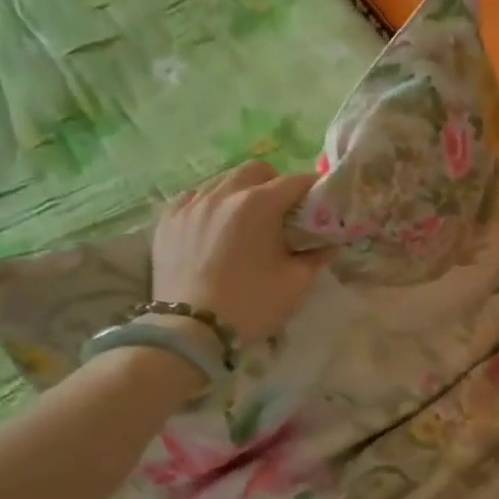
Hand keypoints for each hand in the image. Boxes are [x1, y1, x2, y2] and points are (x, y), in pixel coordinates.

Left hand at [151, 162, 330, 343]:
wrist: (191, 329)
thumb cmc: (251, 304)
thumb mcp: (295, 283)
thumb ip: (316, 257)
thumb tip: (329, 244)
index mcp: (258, 204)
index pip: (295, 181)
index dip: (313, 188)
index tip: (321, 201)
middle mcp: (223, 193)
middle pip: (256, 170)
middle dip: (275, 182)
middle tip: (283, 210)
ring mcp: (191, 203)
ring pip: (223, 179)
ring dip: (242, 191)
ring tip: (248, 218)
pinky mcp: (168, 218)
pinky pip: (195, 196)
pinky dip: (212, 203)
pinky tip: (216, 225)